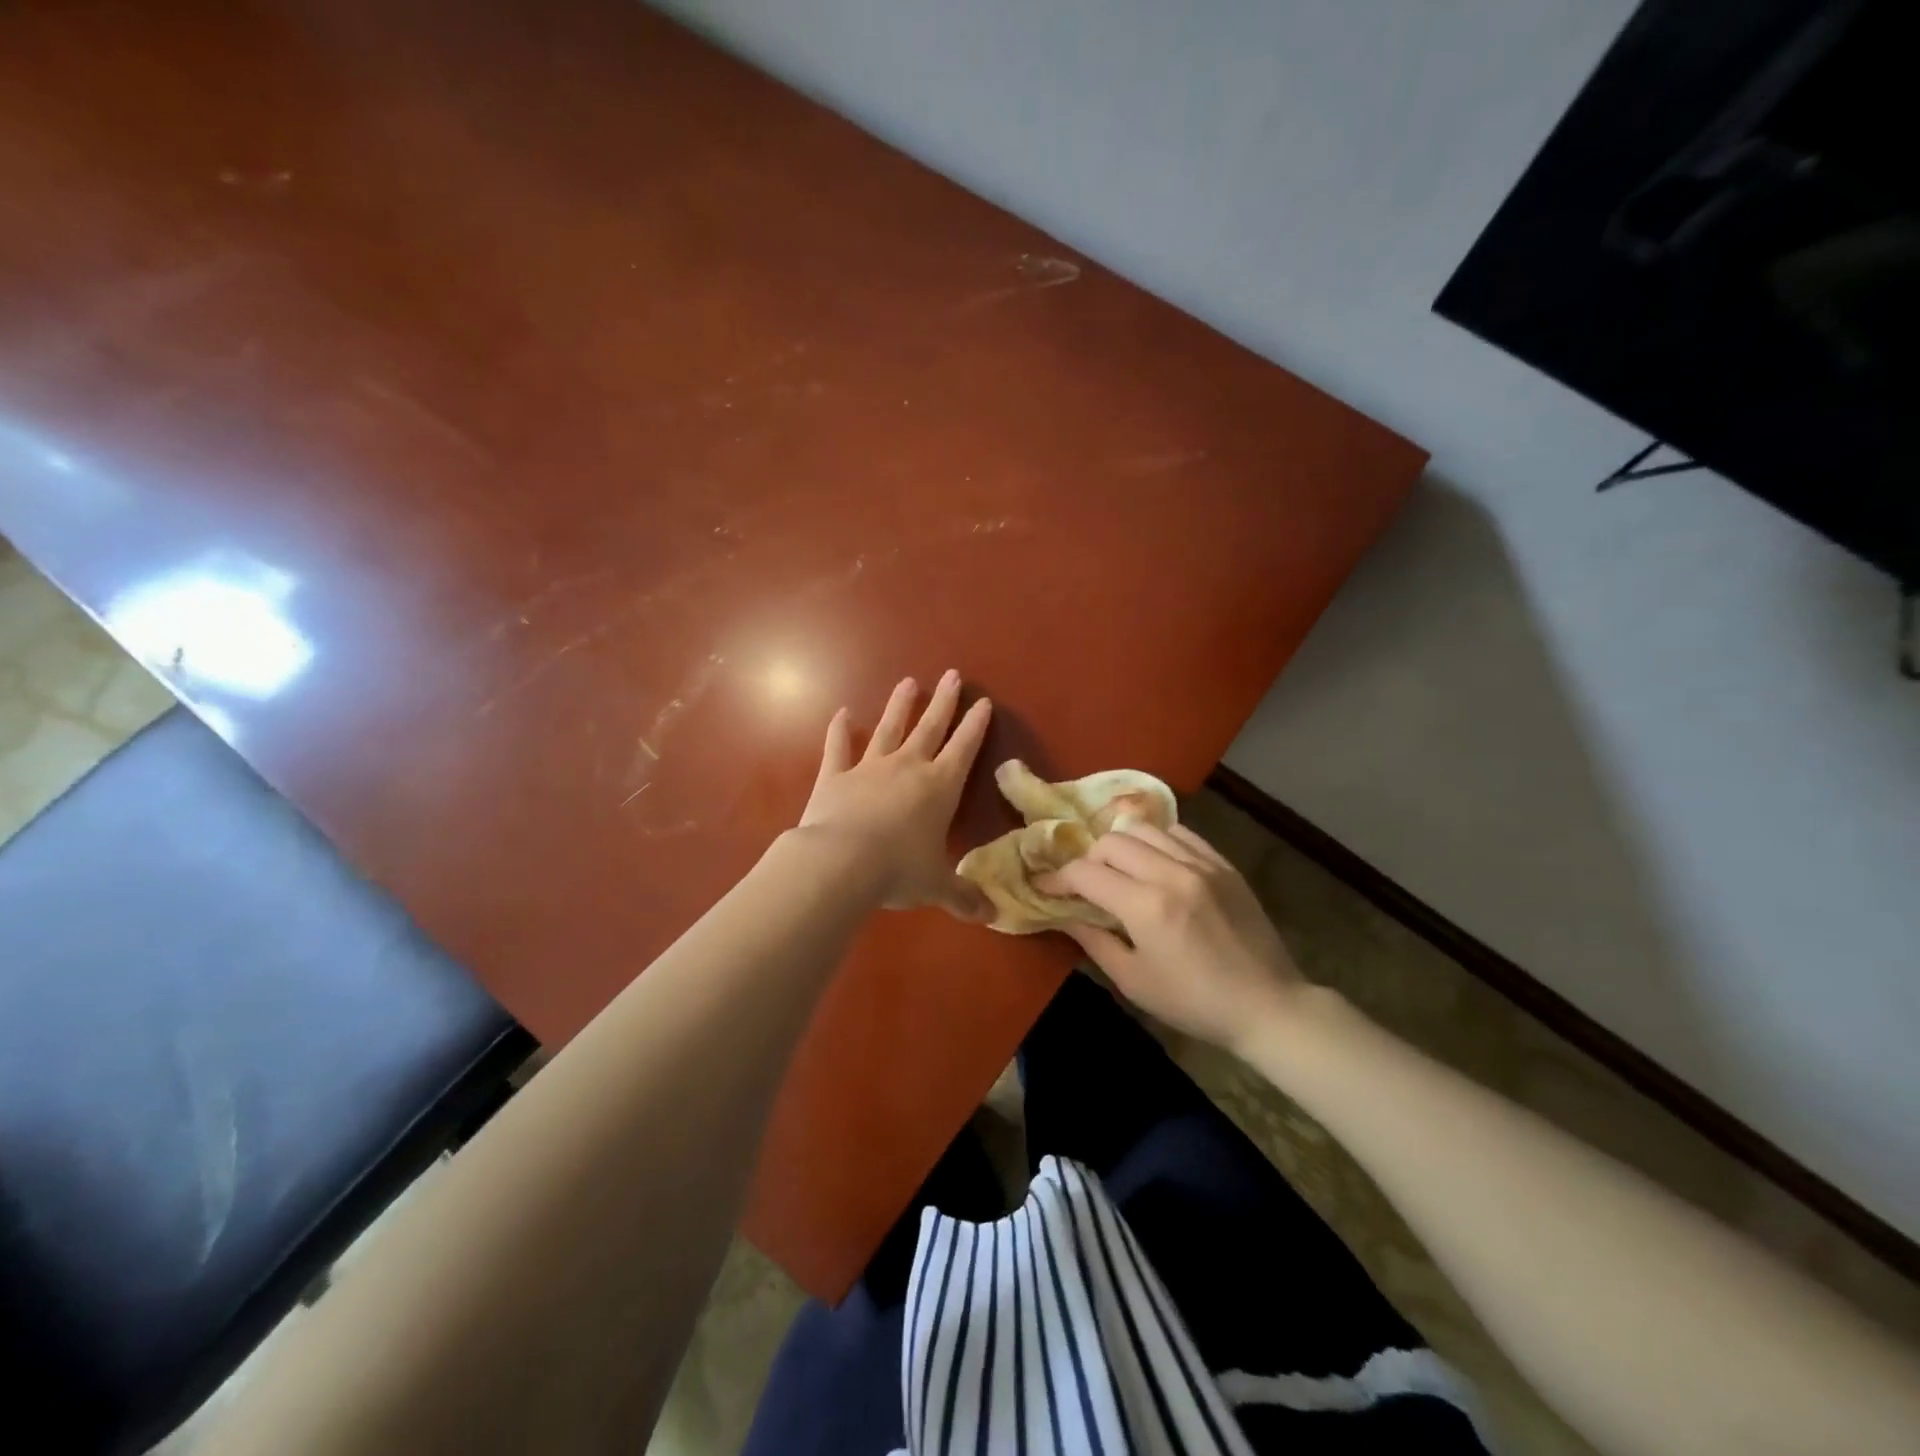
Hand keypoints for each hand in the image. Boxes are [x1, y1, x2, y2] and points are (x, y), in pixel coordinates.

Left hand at [797, 670, 993, 920]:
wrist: (840, 863)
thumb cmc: (898, 871)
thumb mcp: (936, 886)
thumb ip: (963, 897)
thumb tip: (991, 917)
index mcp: (939, 787)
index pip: (964, 748)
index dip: (975, 725)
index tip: (983, 701)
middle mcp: (907, 768)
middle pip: (930, 727)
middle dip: (943, 702)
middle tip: (951, 675)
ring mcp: (869, 768)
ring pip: (888, 729)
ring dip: (899, 706)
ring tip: (908, 683)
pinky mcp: (834, 776)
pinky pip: (837, 748)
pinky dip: (838, 730)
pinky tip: (842, 713)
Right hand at [1040, 823, 1304, 1051]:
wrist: (1267, 1004)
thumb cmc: (1194, 1002)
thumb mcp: (1134, 981)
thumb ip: (1094, 941)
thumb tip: (1065, 915)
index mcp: (1146, 907)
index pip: (1086, 873)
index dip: (1058, 878)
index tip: (1045, 887)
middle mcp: (1172, 873)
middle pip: (1111, 842)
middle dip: (1088, 859)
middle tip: (1085, 884)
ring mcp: (1202, 864)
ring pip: (1144, 829)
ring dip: (1121, 846)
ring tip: (1119, 870)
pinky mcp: (1223, 864)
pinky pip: (1179, 833)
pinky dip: (1157, 842)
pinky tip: (1155, 863)